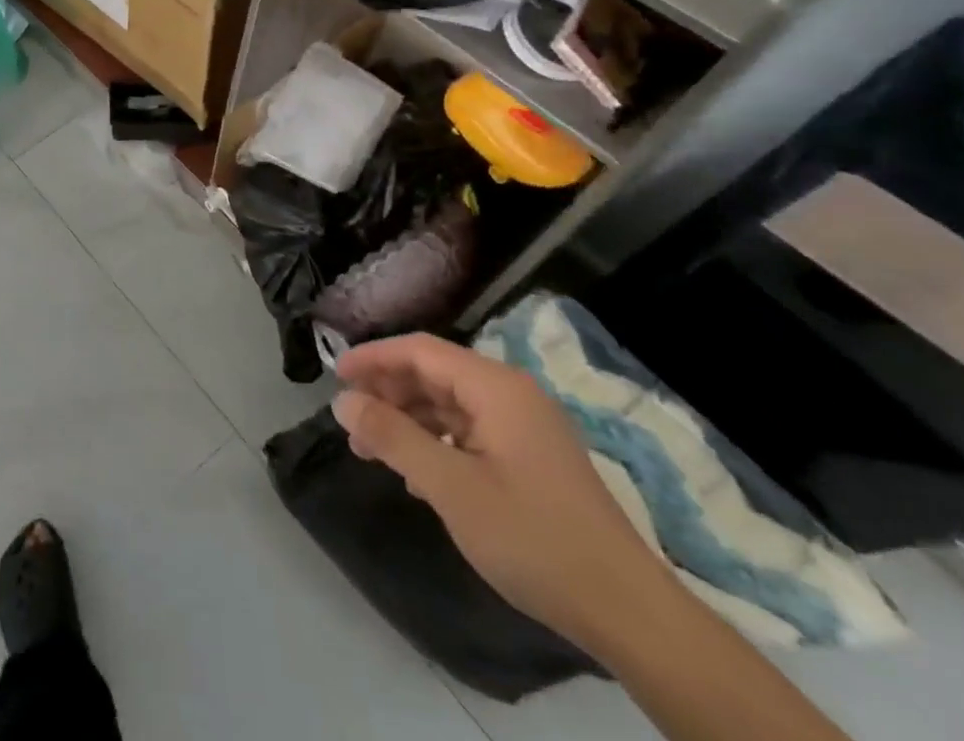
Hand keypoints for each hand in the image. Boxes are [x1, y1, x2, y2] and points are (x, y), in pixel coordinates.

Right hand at [330, 333, 674, 653]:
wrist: (630, 614)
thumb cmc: (533, 537)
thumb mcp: (449, 486)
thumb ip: (391, 435)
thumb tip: (342, 399)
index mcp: (496, 387)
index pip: (419, 350)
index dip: (372, 357)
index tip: (333, 377)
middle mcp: (512, 395)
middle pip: (434, 373)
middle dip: (387, 393)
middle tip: (350, 422)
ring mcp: (526, 427)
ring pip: (449, 404)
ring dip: (407, 421)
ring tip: (372, 450)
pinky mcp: (532, 459)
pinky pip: (469, 432)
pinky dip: (435, 442)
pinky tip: (416, 475)